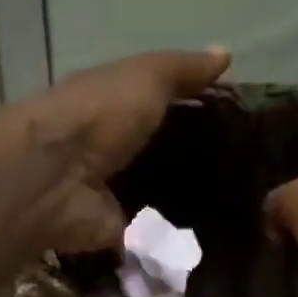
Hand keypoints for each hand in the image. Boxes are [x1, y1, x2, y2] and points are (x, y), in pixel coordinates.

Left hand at [3, 48, 231, 251]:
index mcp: (110, 108)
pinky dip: (171, 242)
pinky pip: (149, 237)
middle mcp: (109, 151)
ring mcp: (111, 195)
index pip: (154, 108)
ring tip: (232, 209)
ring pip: (154, 198)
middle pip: (155, 156)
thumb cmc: (98, 114)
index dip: (189, 112)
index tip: (233, 123)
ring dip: (183, 205)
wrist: (57, 177)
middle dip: (190, 163)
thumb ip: (183, 70)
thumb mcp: (147, 77)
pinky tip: (208, 242)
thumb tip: (226, 54)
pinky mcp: (115, 232)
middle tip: (240, 172)